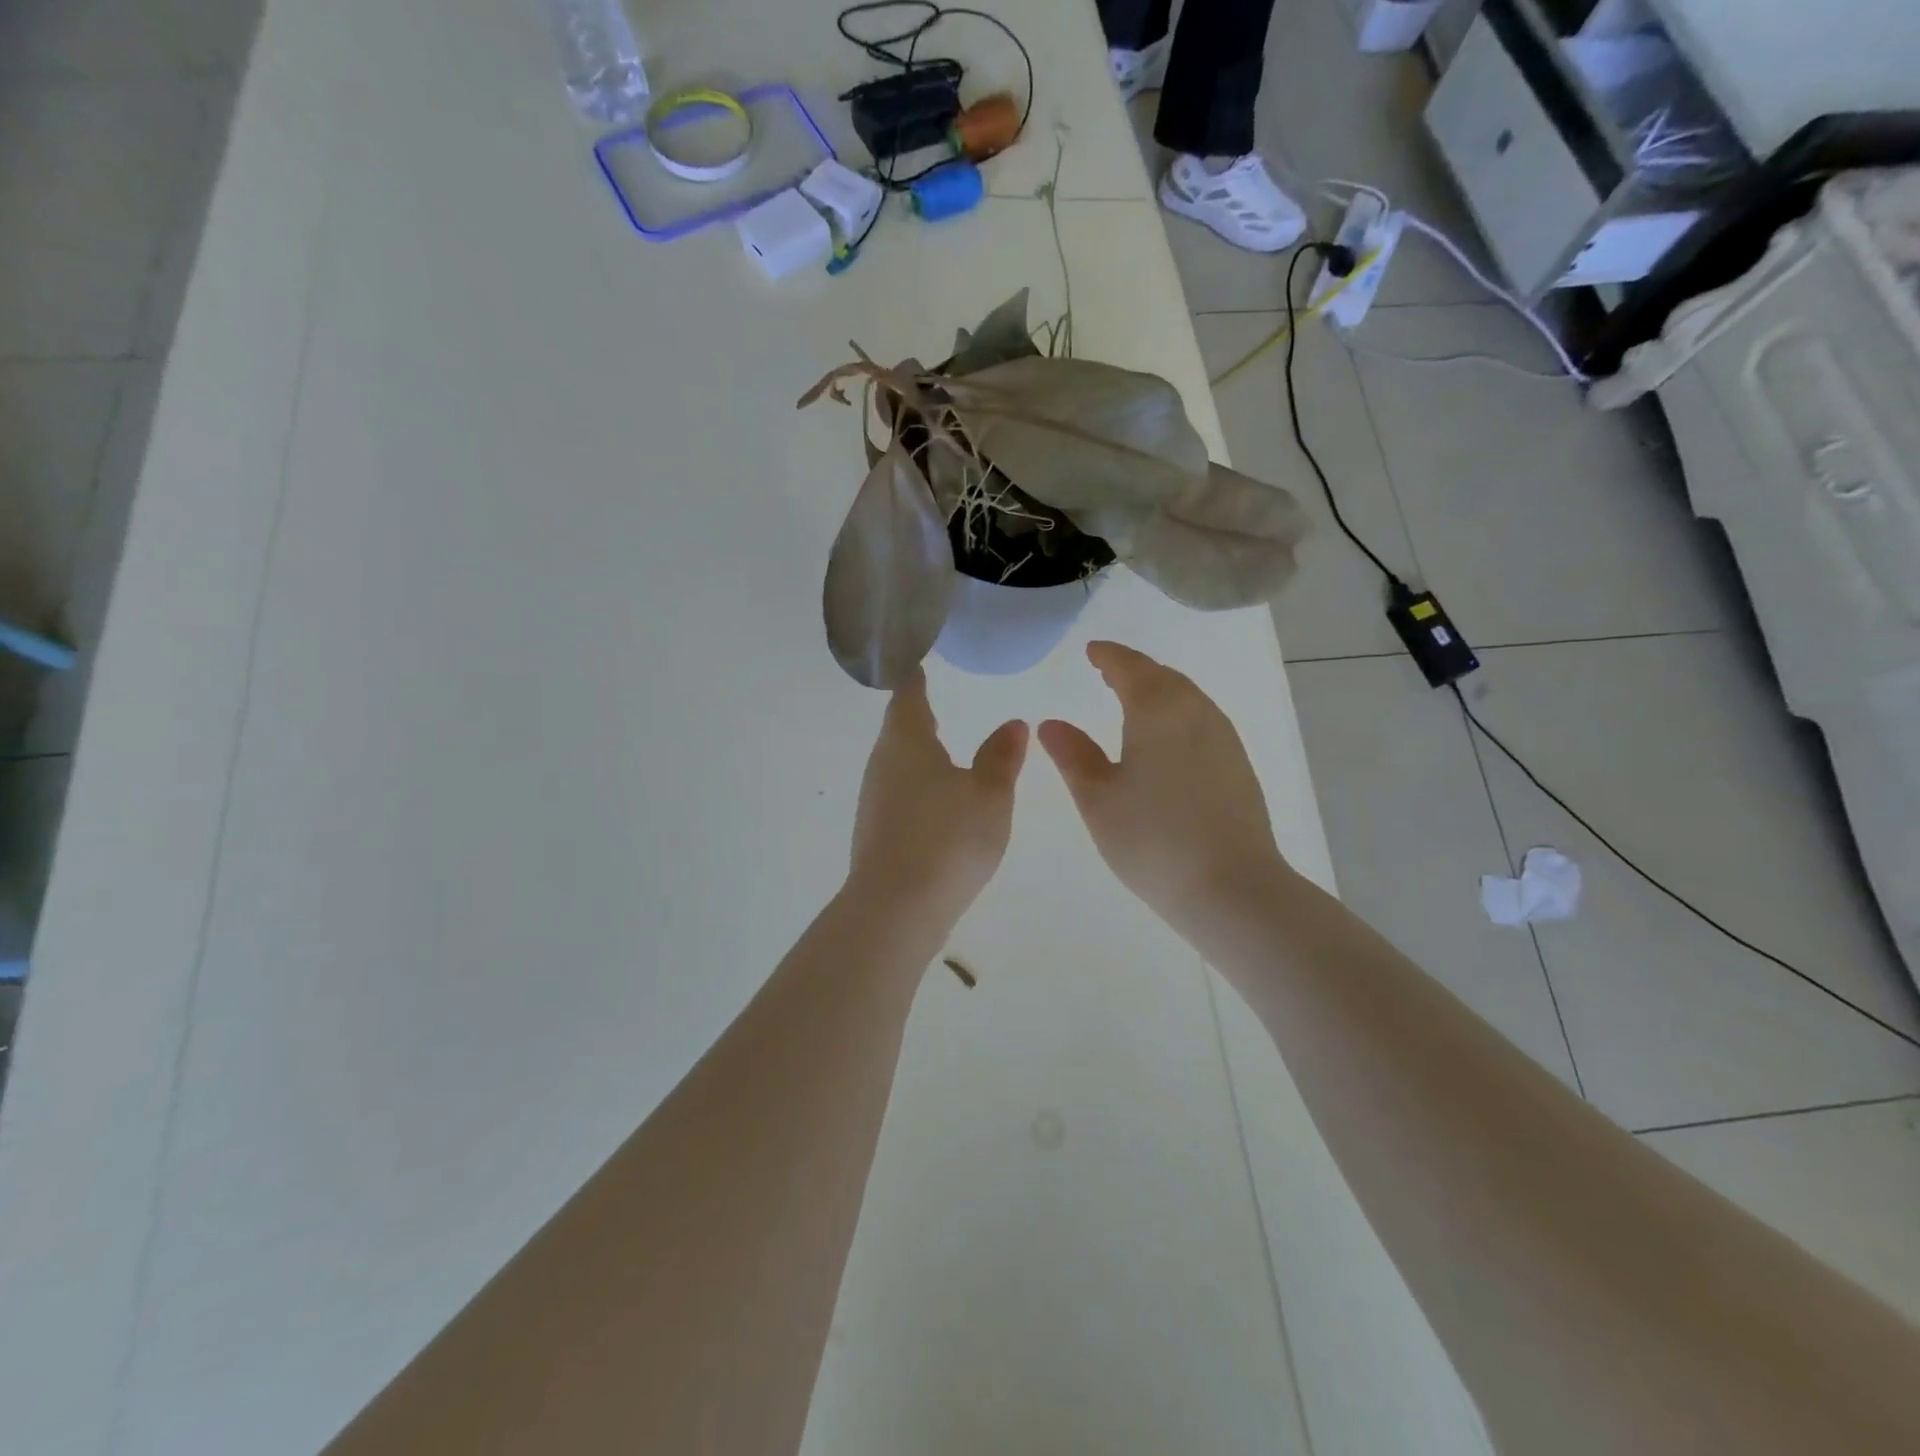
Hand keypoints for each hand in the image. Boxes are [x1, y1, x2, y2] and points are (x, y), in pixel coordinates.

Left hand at [848, 670, 1027, 924]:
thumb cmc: (948, 838)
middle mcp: (882, 764)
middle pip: (898, 729)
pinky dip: (916, 784)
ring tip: (940, 746)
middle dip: (916, 715)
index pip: (908, 695)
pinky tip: (936, 800)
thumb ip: (1002, 757)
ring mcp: (874, 800)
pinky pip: (898, 793)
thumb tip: (1014, 723)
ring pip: (896, 763)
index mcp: (906, 742)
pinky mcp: (875, 832)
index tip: (921, 663)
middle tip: (934, 700)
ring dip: (917, 752)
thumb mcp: (989, 794)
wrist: (897, 907)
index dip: (916, 678)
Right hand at [1039, 641, 1288, 922]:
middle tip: (1108, 671)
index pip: (1130, 667)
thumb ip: (1073, 755)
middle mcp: (1196, 712)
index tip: (1092, 651)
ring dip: (1159, 688)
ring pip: (1187, 696)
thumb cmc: (1153, 840)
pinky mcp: (1238, 764)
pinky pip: (1202, 718)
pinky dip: (1178, 712)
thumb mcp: (1098, 799)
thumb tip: (1051, 723)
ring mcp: (1223, 737)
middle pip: (1163, 676)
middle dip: (1134, 669)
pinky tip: (1168, 736)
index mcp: (1157, 711)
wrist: (1232, 887)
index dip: (1108, 656)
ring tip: (1134, 698)